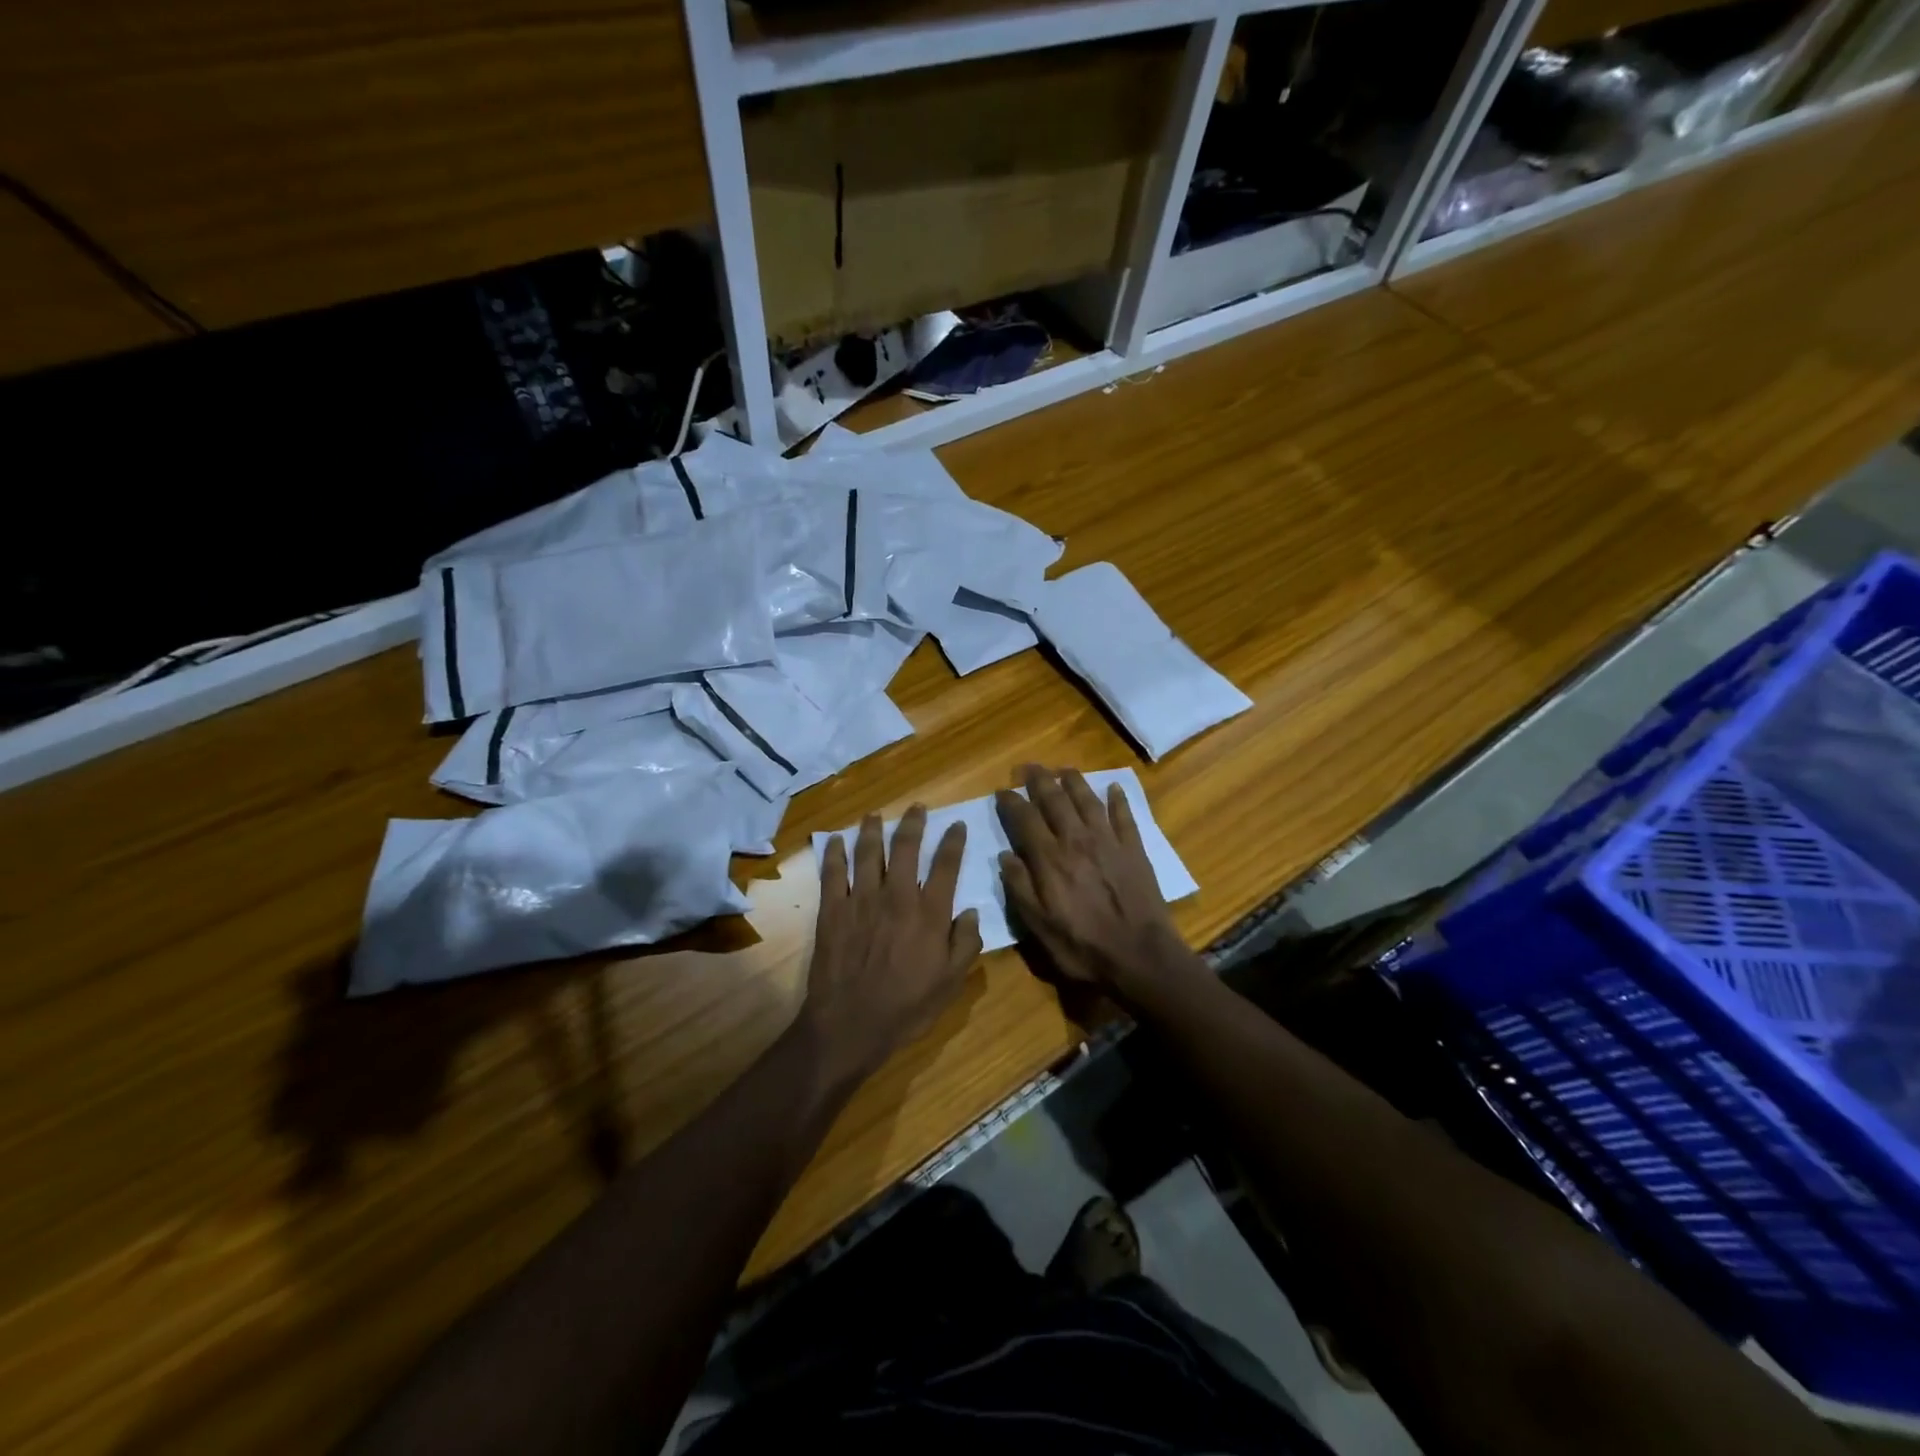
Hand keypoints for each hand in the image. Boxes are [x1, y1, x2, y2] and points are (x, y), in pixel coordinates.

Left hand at [804, 807, 982, 1086]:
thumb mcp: (951, 982)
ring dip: (873, 829)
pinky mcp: (832, 910)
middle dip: (913, 823)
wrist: (850, 1024)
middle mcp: (897, 897)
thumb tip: (971, 912)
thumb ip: (965, 944)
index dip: (953, 841)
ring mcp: (861, 900)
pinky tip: (835, 840)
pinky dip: (834, 853)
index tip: (957, 825)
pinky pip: (832, 873)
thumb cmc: (906, 1007)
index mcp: (929, 913)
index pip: (946, 865)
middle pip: (906, 848)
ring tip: (875, 815)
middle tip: (917, 808)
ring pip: (868, 853)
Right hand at [994, 767, 1197, 1002]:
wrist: (1140, 956)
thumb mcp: (1038, 927)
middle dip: (1039, 779)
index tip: (1002, 791)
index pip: (1025, 818)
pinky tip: (1114, 788)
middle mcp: (1076, 840)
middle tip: (1029, 768)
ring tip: (1064, 769)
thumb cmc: (1082, 946)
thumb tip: (1004, 856)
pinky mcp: (1134, 849)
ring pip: (1087, 800)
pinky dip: (1118, 799)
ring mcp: (1108, 841)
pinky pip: (1124, 815)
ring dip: (1074, 780)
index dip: (1011, 801)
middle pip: (1055, 799)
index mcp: (1049, 858)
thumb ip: (1019, 888)